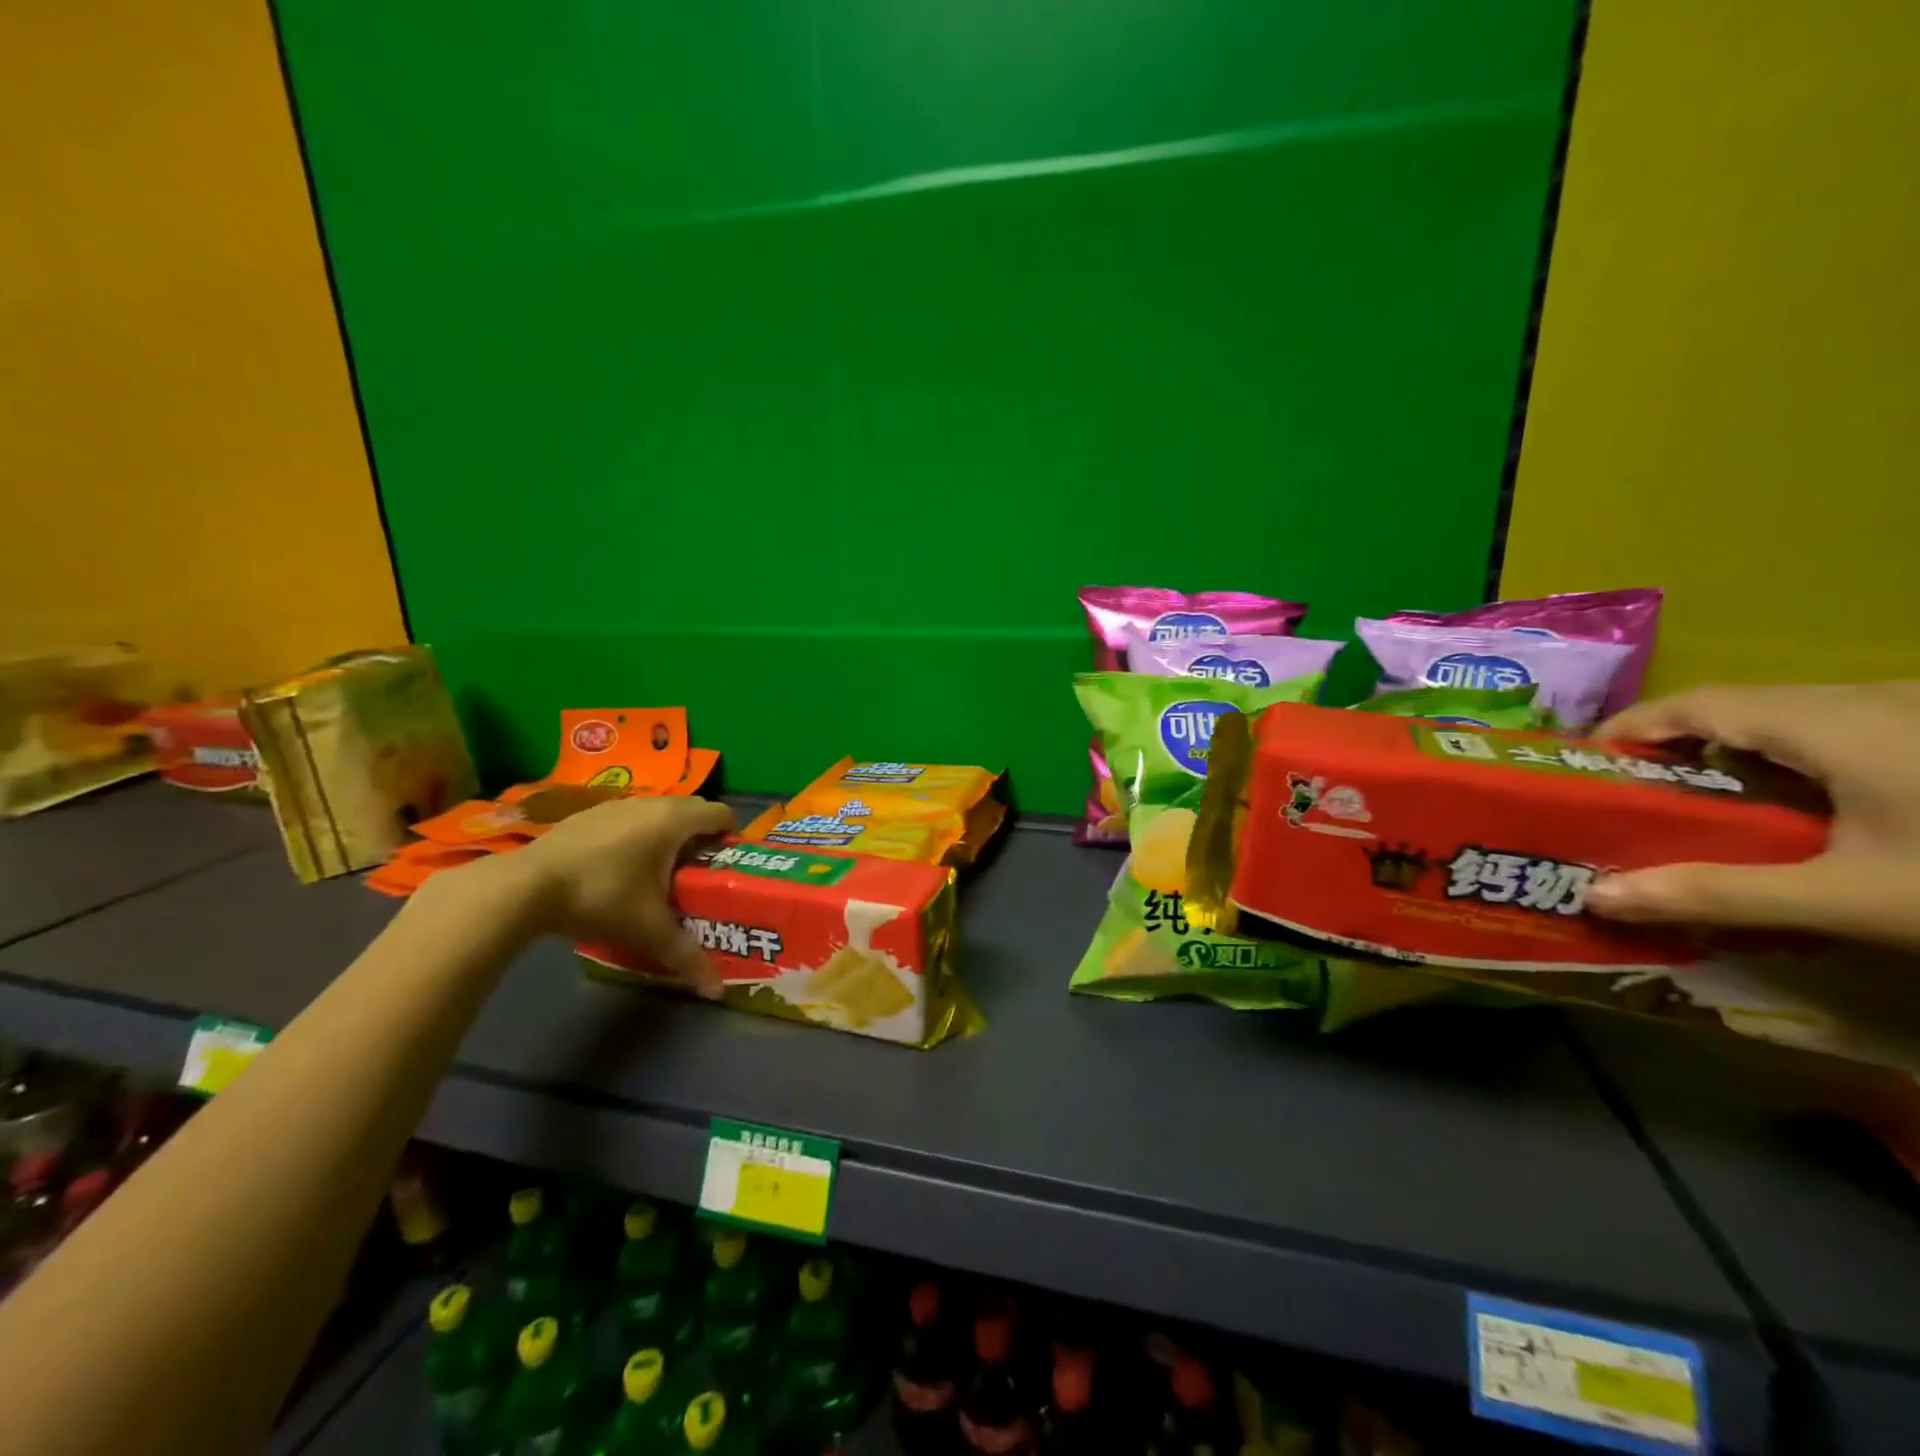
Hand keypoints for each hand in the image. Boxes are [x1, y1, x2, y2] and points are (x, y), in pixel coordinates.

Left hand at [510, 795, 735, 993]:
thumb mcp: (648, 931)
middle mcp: (651, 804)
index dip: (731, 837)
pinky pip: (630, 818)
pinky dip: (638, 835)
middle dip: (702, 838)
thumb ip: (687, 957)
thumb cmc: (601, 898)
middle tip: (700, 874)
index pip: (722, 814)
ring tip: (662, 874)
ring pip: (659, 813)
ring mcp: (617, 805)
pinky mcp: (589, 813)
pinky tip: (621, 869)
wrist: (524, 886)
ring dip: (669, 836)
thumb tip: (717, 991)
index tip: (728, 865)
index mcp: (675, 821)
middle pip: (693, 811)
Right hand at [1585, 682, 1919, 949]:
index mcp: (1831, 722)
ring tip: (1711, 812)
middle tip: (1639, 799)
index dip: (1631, 725)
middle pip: (1741, 708)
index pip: (1695, 703)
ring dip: (1738, 758)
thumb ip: (1722, 893)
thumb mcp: (1859, 898)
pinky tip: (1812, 815)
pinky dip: (1796, 765)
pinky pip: (1845, 733)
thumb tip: (1596, 896)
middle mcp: (1870, 700)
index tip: (1584, 762)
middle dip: (1678, 748)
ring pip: (1796, 720)